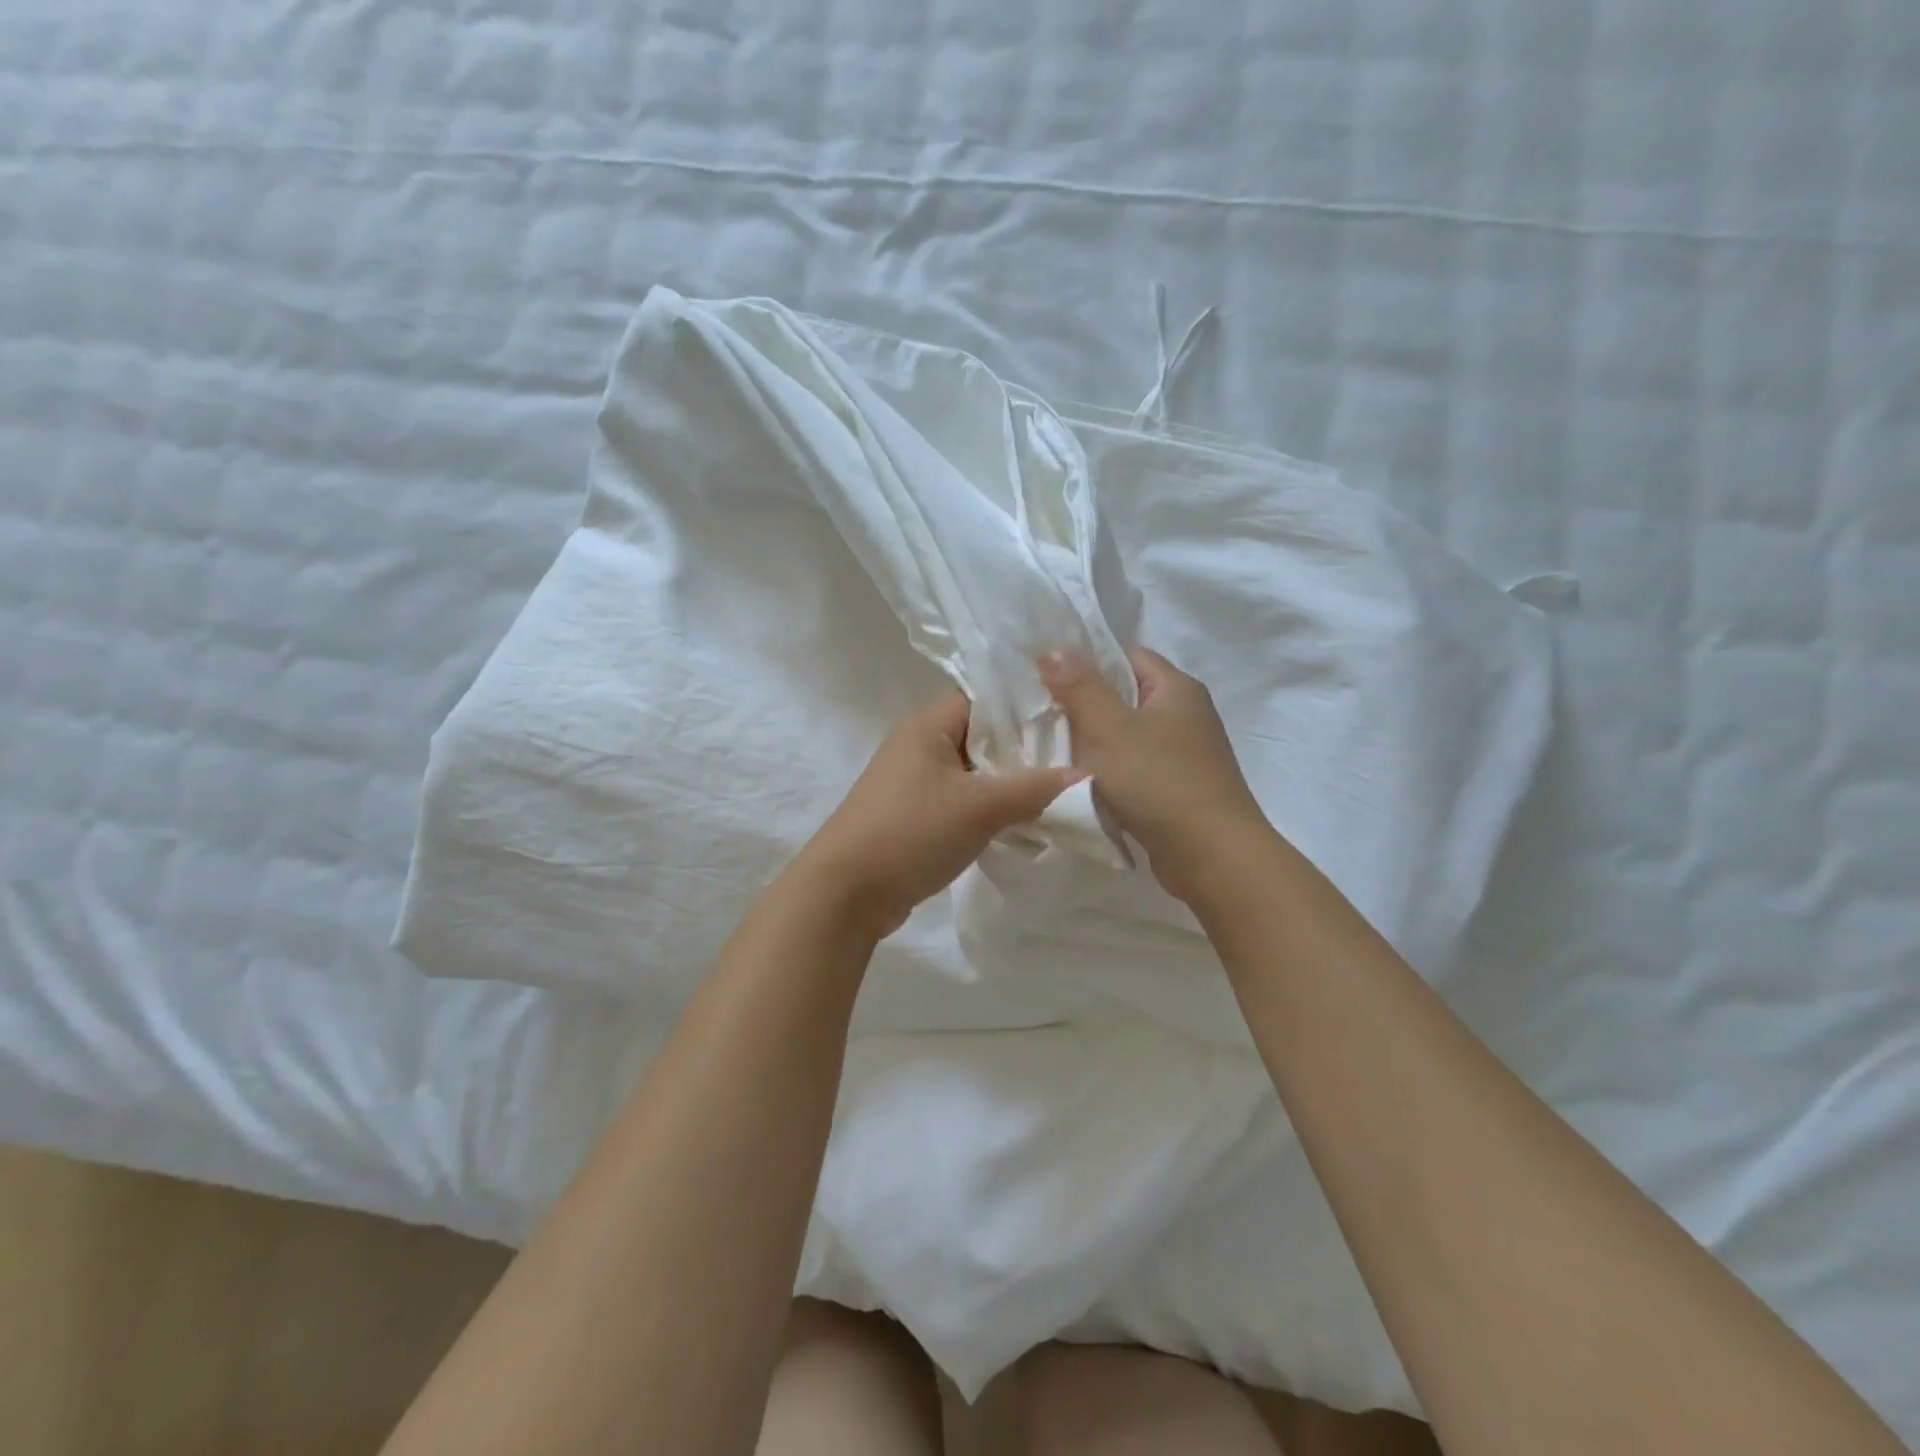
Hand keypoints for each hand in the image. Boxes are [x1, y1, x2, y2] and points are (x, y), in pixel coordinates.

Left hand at [794, 690, 1080, 938]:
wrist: (845, 894)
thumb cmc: (910, 832)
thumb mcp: (980, 807)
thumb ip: (1035, 788)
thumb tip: (1088, 775)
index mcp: (928, 725)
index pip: (986, 698)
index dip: (1027, 706)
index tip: (1072, 720)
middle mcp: (919, 745)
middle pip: (983, 735)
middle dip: (1025, 749)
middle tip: (1076, 759)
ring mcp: (914, 782)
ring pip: (975, 772)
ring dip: (1009, 783)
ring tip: (1059, 791)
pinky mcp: (914, 816)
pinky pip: (962, 800)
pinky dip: (990, 808)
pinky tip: (1025, 822)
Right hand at [1040, 647, 1268, 903]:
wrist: (1212, 857)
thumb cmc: (1159, 782)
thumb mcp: (1109, 728)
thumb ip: (1078, 686)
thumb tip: (1051, 647)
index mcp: (1176, 688)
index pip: (1126, 656)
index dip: (1086, 663)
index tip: (1047, 680)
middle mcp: (1186, 715)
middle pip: (1124, 697)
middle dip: (1083, 708)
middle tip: (1041, 719)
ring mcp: (1185, 755)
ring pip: (1127, 738)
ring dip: (1094, 746)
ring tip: (1053, 753)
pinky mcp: (1178, 790)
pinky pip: (1135, 771)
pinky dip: (1109, 776)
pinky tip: (1082, 787)